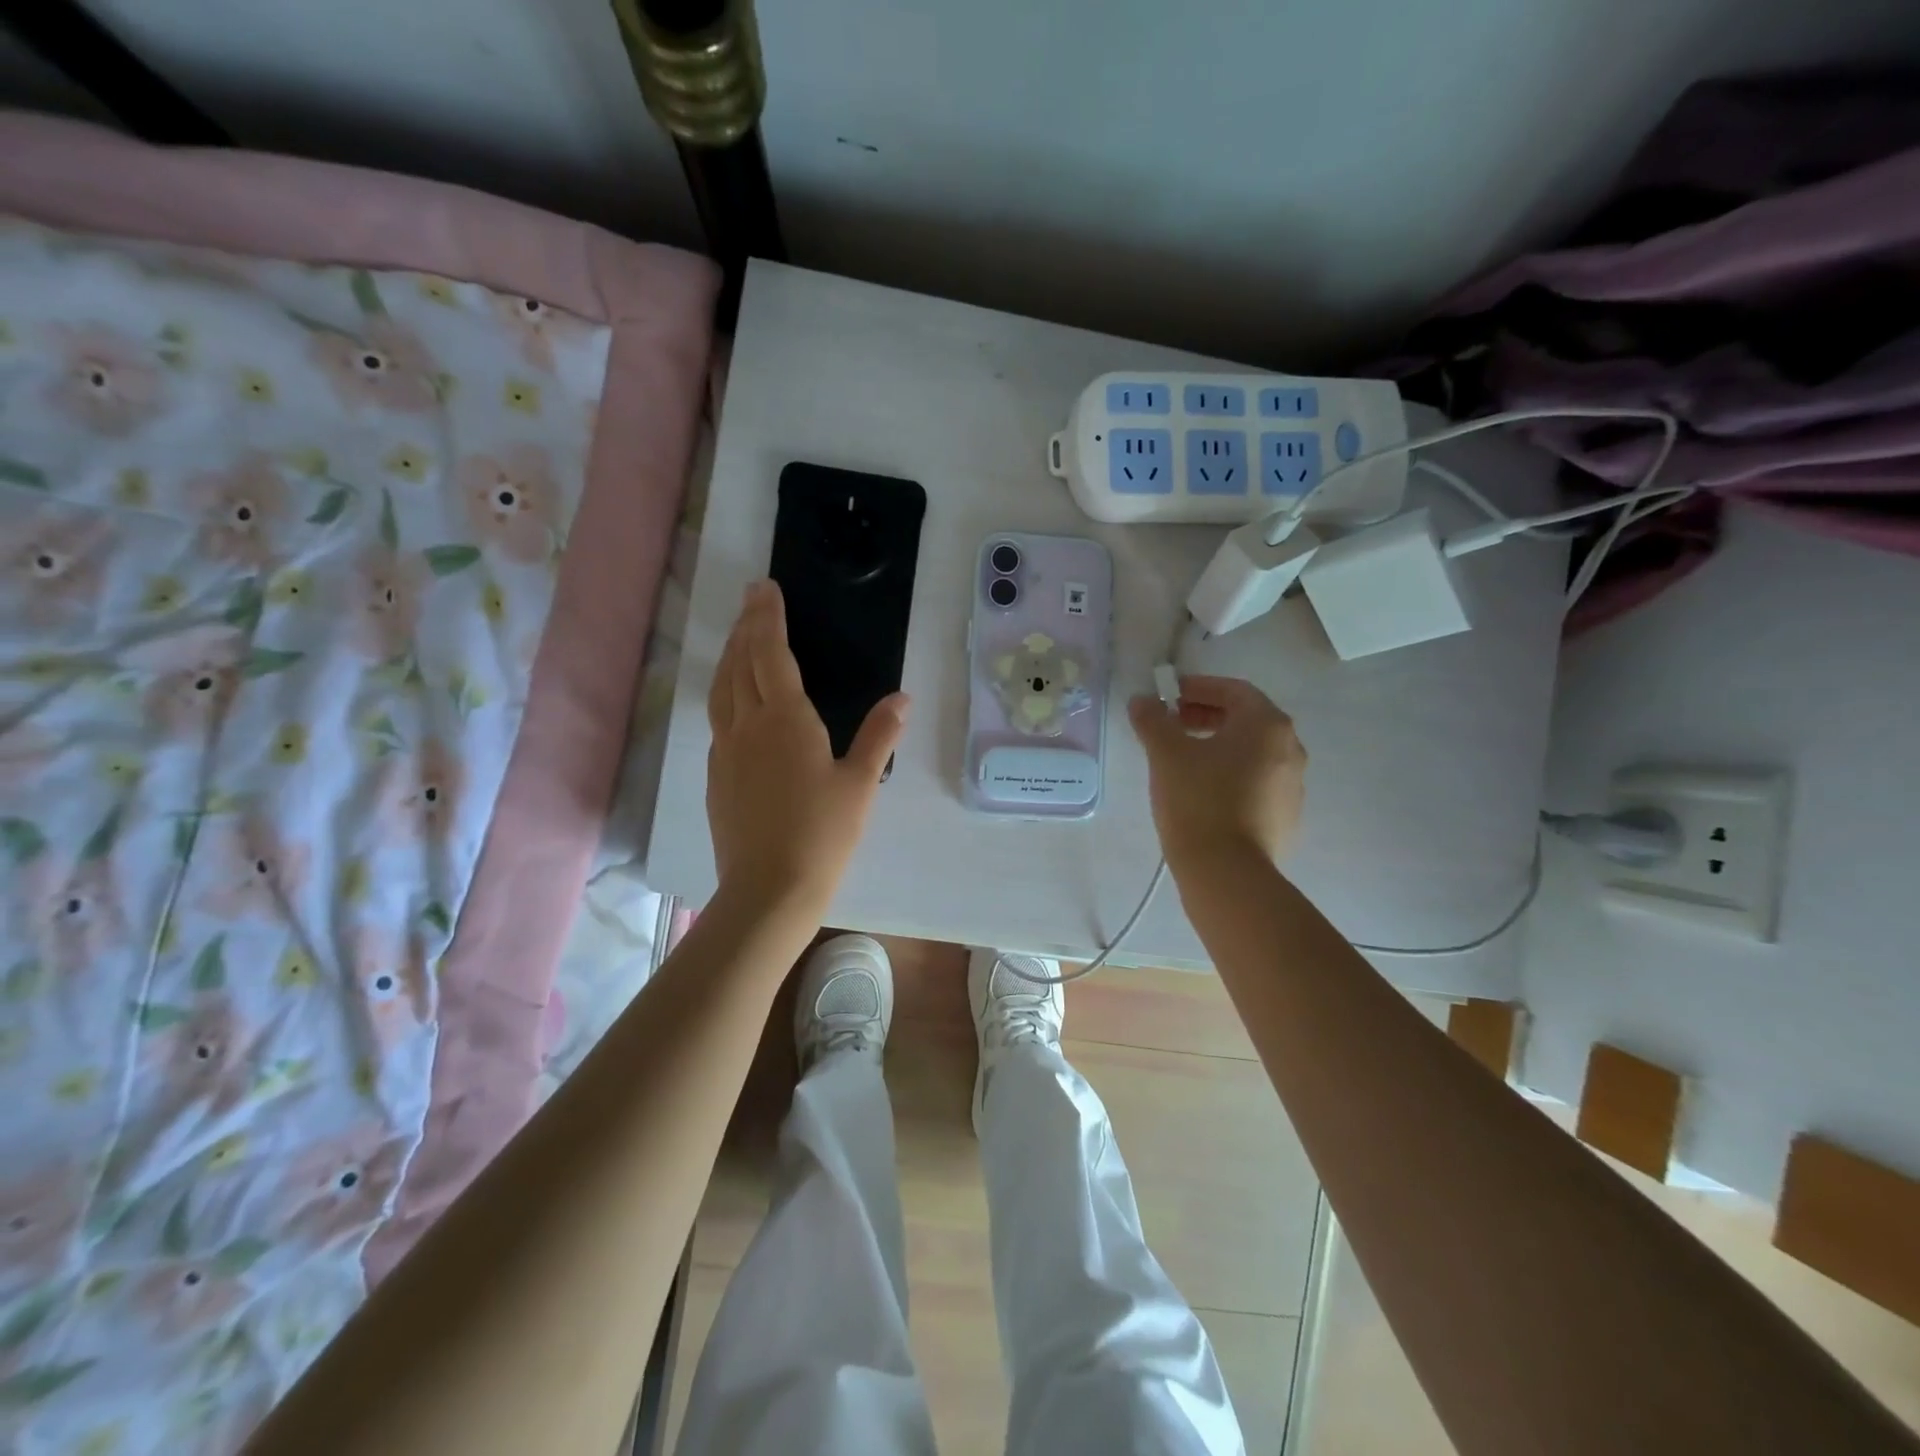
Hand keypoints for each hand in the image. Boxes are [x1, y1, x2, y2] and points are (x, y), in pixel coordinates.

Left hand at [706, 580, 908, 914]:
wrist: (770, 887)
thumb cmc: (823, 833)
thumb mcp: (861, 783)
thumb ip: (880, 735)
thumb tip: (902, 697)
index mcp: (785, 719)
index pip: (770, 653)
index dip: (766, 617)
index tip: (764, 589)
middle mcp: (747, 725)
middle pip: (740, 664)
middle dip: (746, 627)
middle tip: (751, 600)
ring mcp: (726, 750)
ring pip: (721, 689)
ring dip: (730, 657)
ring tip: (739, 639)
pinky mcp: (716, 775)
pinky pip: (717, 719)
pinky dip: (725, 693)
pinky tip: (735, 702)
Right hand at [1128, 675, 1305, 867]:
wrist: (1227, 872)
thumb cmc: (1198, 800)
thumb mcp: (1166, 754)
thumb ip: (1152, 720)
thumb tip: (1142, 701)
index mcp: (1267, 725)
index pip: (1234, 690)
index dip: (1198, 688)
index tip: (1169, 696)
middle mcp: (1290, 749)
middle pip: (1246, 720)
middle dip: (1207, 716)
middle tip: (1172, 724)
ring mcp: (1292, 785)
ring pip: (1252, 752)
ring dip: (1218, 746)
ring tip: (1182, 759)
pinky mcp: (1286, 816)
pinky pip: (1256, 782)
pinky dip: (1230, 775)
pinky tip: (1202, 792)